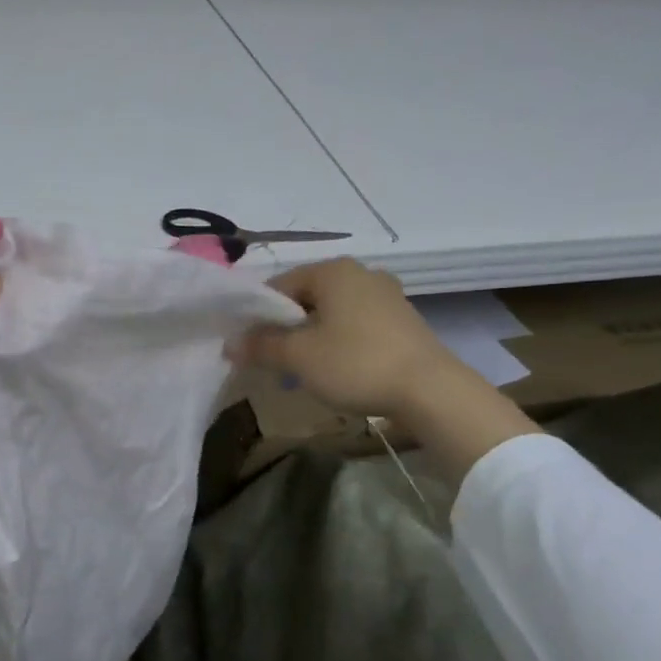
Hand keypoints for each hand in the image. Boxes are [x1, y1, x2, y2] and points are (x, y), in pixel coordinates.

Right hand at [236, 258, 540, 484]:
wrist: (431, 390)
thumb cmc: (355, 363)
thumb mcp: (298, 357)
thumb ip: (260, 346)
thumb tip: (230, 344)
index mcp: (332, 271)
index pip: (278, 286)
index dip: (256, 316)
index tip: (247, 346)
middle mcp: (360, 273)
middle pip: (305, 298)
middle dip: (284, 328)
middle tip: (271, 360)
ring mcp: (386, 295)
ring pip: (330, 313)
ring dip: (310, 338)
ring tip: (301, 370)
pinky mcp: (402, 320)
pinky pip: (355, 325)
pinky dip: (337, 342)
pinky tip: (335, 370)